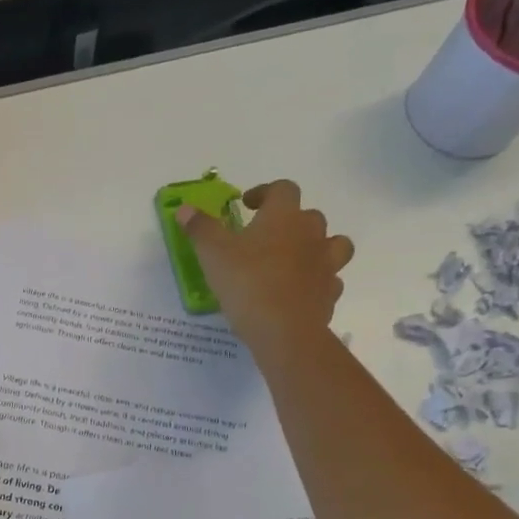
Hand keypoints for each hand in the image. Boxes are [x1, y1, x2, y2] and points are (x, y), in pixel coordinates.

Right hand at [178, 180, 354, 359]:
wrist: (283, 330)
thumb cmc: (246, 282)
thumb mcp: (212, 253)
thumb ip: (200, 228)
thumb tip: (185, 209)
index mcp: (283, 216)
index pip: (283, 189)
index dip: (266, 192)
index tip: (248, 204)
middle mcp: (311, 234)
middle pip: (310, 215)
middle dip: (290, 221)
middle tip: (266, 236)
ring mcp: (326, 264)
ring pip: (333, 244)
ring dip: (317, 247)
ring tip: (295, 259)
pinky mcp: (330, 294)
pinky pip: (329, 280)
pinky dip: (318, 281)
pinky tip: (300, 291)